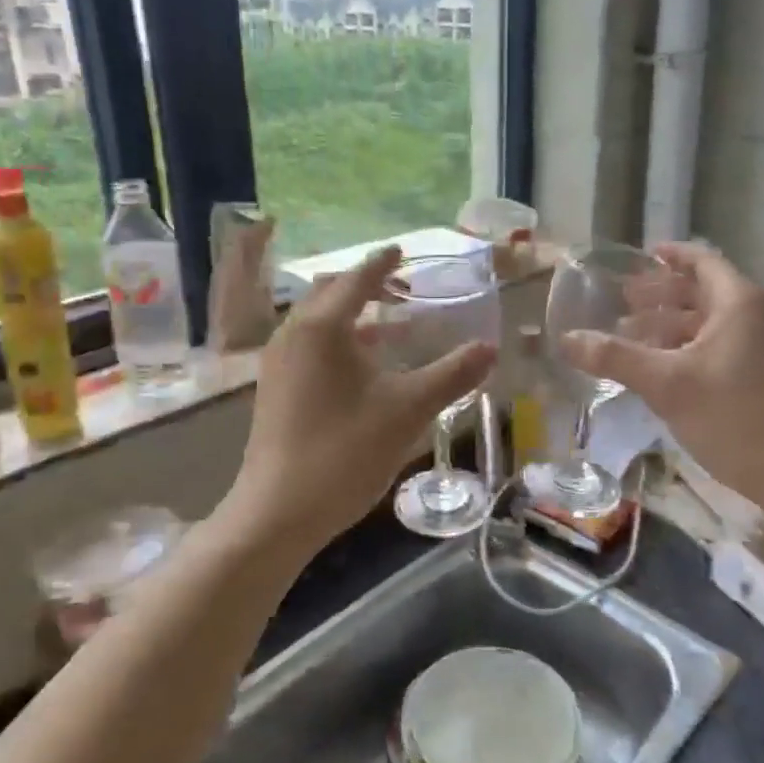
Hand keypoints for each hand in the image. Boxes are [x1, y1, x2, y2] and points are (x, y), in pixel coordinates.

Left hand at [223, 246, 496, 555]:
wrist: (278, 512)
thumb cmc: (345, 452)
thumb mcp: (408, 410)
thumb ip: (452, 375)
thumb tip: (491, 348)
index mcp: (322, 327)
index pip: (357, 279)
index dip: (382, 264)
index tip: (400, 250)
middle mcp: (292, 334)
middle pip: (329, 293)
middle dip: (363, 285)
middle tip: (399, 287)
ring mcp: (277, 363)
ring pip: (315, 321)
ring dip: (349, 314)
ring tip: (386, 324)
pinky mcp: (272, 389)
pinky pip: (307, 345)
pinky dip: (335, 339)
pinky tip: (360, 366)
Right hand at [560, 243, 763, 507]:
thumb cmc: (733, 416)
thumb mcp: (666, 384)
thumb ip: (615, 357)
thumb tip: (566, 338)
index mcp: (739, 303)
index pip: (702, 261)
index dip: (670, 256)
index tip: (640, 255)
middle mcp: (757, 316)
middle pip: (703, 291)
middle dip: (661, 294)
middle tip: (621, 301)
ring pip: (710, 323)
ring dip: (671, 325)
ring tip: (630, 336)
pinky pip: (720, 346)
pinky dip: (687, 348)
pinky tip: (660, 369)